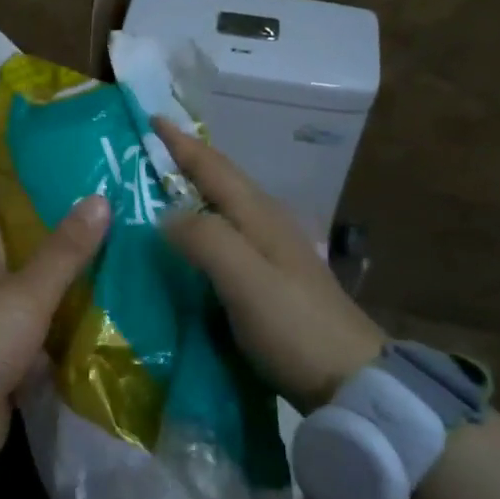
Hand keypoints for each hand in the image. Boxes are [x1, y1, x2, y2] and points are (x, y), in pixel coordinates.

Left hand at [0, 197, 109, 446]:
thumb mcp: (28, 289)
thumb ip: (64, 252)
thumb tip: (99, 198)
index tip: (22, 202)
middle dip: (32, 259)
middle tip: (79, 243)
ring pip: (17, 313)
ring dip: (45, 306)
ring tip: (95, 287)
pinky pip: (27, 354)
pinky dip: (49, 349)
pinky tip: (84, 341)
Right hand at [154, 118, 385, 412]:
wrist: (352, 380)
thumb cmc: (294, 326)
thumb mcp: (245, 280)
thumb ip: (205, 239)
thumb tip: (165, 216)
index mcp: (259, 215)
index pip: (213, 167)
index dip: (181, 143)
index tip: (152, 117)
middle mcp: (267, 223)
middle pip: (221, 180)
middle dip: (186, 160)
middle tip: (147, 152)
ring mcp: (275, 251)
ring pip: (225, 206)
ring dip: (194, 191)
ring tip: (159, 191)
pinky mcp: (274, 278)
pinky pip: (228, 235)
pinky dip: (204, 225)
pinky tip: (190, 243)